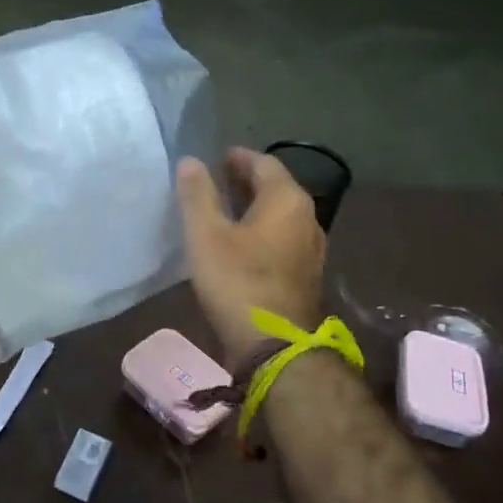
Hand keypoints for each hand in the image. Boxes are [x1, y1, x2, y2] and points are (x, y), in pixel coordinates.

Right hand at [176, 147, 325, 368]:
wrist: (273, 345)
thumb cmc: (237, 282)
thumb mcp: (206, 235)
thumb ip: (198, 195)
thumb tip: (191, 161)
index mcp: (287, 201)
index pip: (265, 164)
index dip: (240, 158)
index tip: (219, 156)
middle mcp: (307, 219)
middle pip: (277, 189)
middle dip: (247, 182)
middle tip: (218, 179)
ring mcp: (311, 250)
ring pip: (280, 217)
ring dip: (254, 208)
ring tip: (224, 211)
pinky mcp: (304, 276)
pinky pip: (282, 240)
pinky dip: (261, 232)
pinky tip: (239, 245)